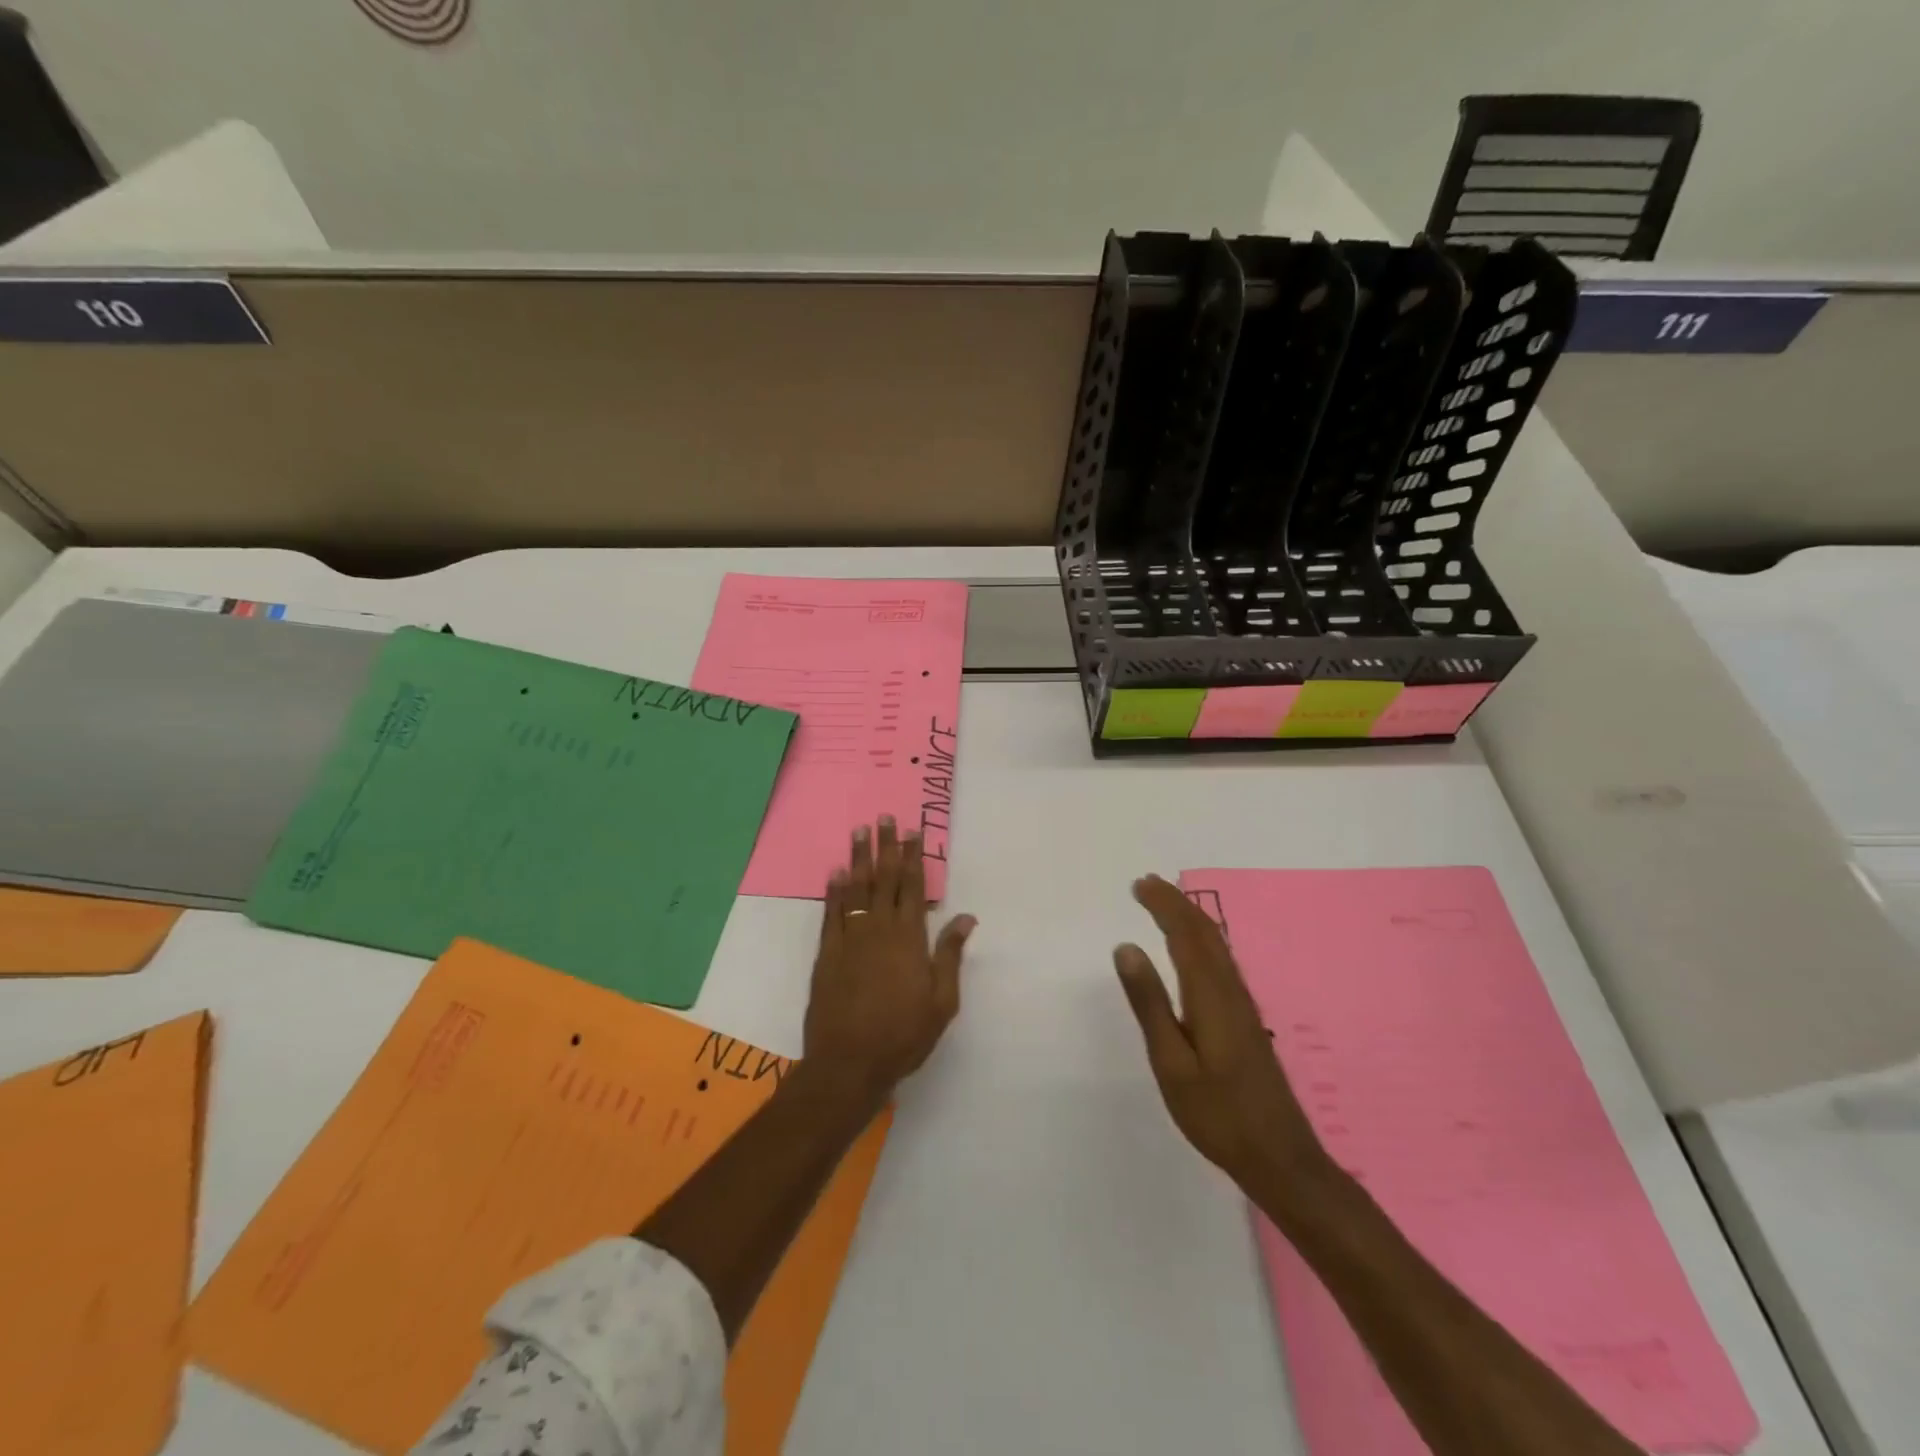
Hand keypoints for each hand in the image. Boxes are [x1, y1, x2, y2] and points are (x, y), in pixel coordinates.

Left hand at [803, 817, 977, 1102]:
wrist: (849, 1063)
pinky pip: (831, 913)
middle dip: (886, 847)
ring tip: (859, 831)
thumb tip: (965, 917)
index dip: (914, 858)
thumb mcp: (942, 1001)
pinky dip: (834, 891)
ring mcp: (850, 939)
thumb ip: (950, 955)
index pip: (912, 887)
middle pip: (884, 879)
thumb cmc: (903, 1035)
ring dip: (859, 858)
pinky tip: (836, 872)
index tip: (914, 832)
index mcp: (910, 939)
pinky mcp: (827, 953)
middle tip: (884, 817)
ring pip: (856, 888)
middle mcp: (879, 929)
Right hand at [1114, 874, 1325, 1188]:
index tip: (1138, 884)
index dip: (1163, 905)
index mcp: (1210, 995)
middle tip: (1146, 883)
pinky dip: (1202, 940)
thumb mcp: (1170, 1062)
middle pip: (1204, 933)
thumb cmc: (1217, 1113)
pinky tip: (1195, 949)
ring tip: (1165, 904)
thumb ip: (1149, 1003)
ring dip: (1190, 918)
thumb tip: (1127, 947)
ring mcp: (1242, 1005)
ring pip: (1216, 946)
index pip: (1185, 935)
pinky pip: (1221, 962)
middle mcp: (1230, 991)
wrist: (1279, 1156)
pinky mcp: (1245, 1020)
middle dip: (1176, 903)